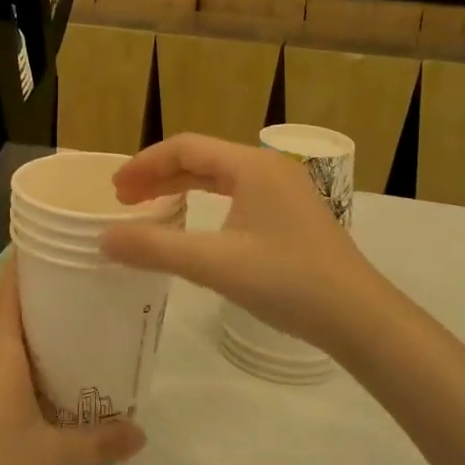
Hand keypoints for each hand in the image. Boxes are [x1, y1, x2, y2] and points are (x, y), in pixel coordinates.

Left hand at [0, 257, 144, 464]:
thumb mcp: (52, 455)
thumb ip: (98, 442)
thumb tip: (142, 434)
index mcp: (1, 353)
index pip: (9, 293)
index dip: (25, 265)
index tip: (51, 245)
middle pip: (13, 318)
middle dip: (46, 304)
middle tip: (88, 296)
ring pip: (7, 349)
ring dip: (37, 341)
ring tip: (78, 341)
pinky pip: (0, 374)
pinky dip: (25, 370)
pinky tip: (49, 390)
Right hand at [102, 134, 397, 356]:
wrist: (359, 316)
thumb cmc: (286, 281)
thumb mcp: (214, 264)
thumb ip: (155, 248)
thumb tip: (104, 239)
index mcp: (251, 165)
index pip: (185, 147)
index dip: (144, 164)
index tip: (115, 190)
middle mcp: (268, 167)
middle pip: (202, 158)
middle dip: (159, 176)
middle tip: (124, 200)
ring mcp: (285, 189)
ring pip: (220, 176)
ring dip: (182, 188)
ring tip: (150, 207)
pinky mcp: (292, 213)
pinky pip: (238, 194)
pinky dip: (206, 202)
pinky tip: (195, 224)